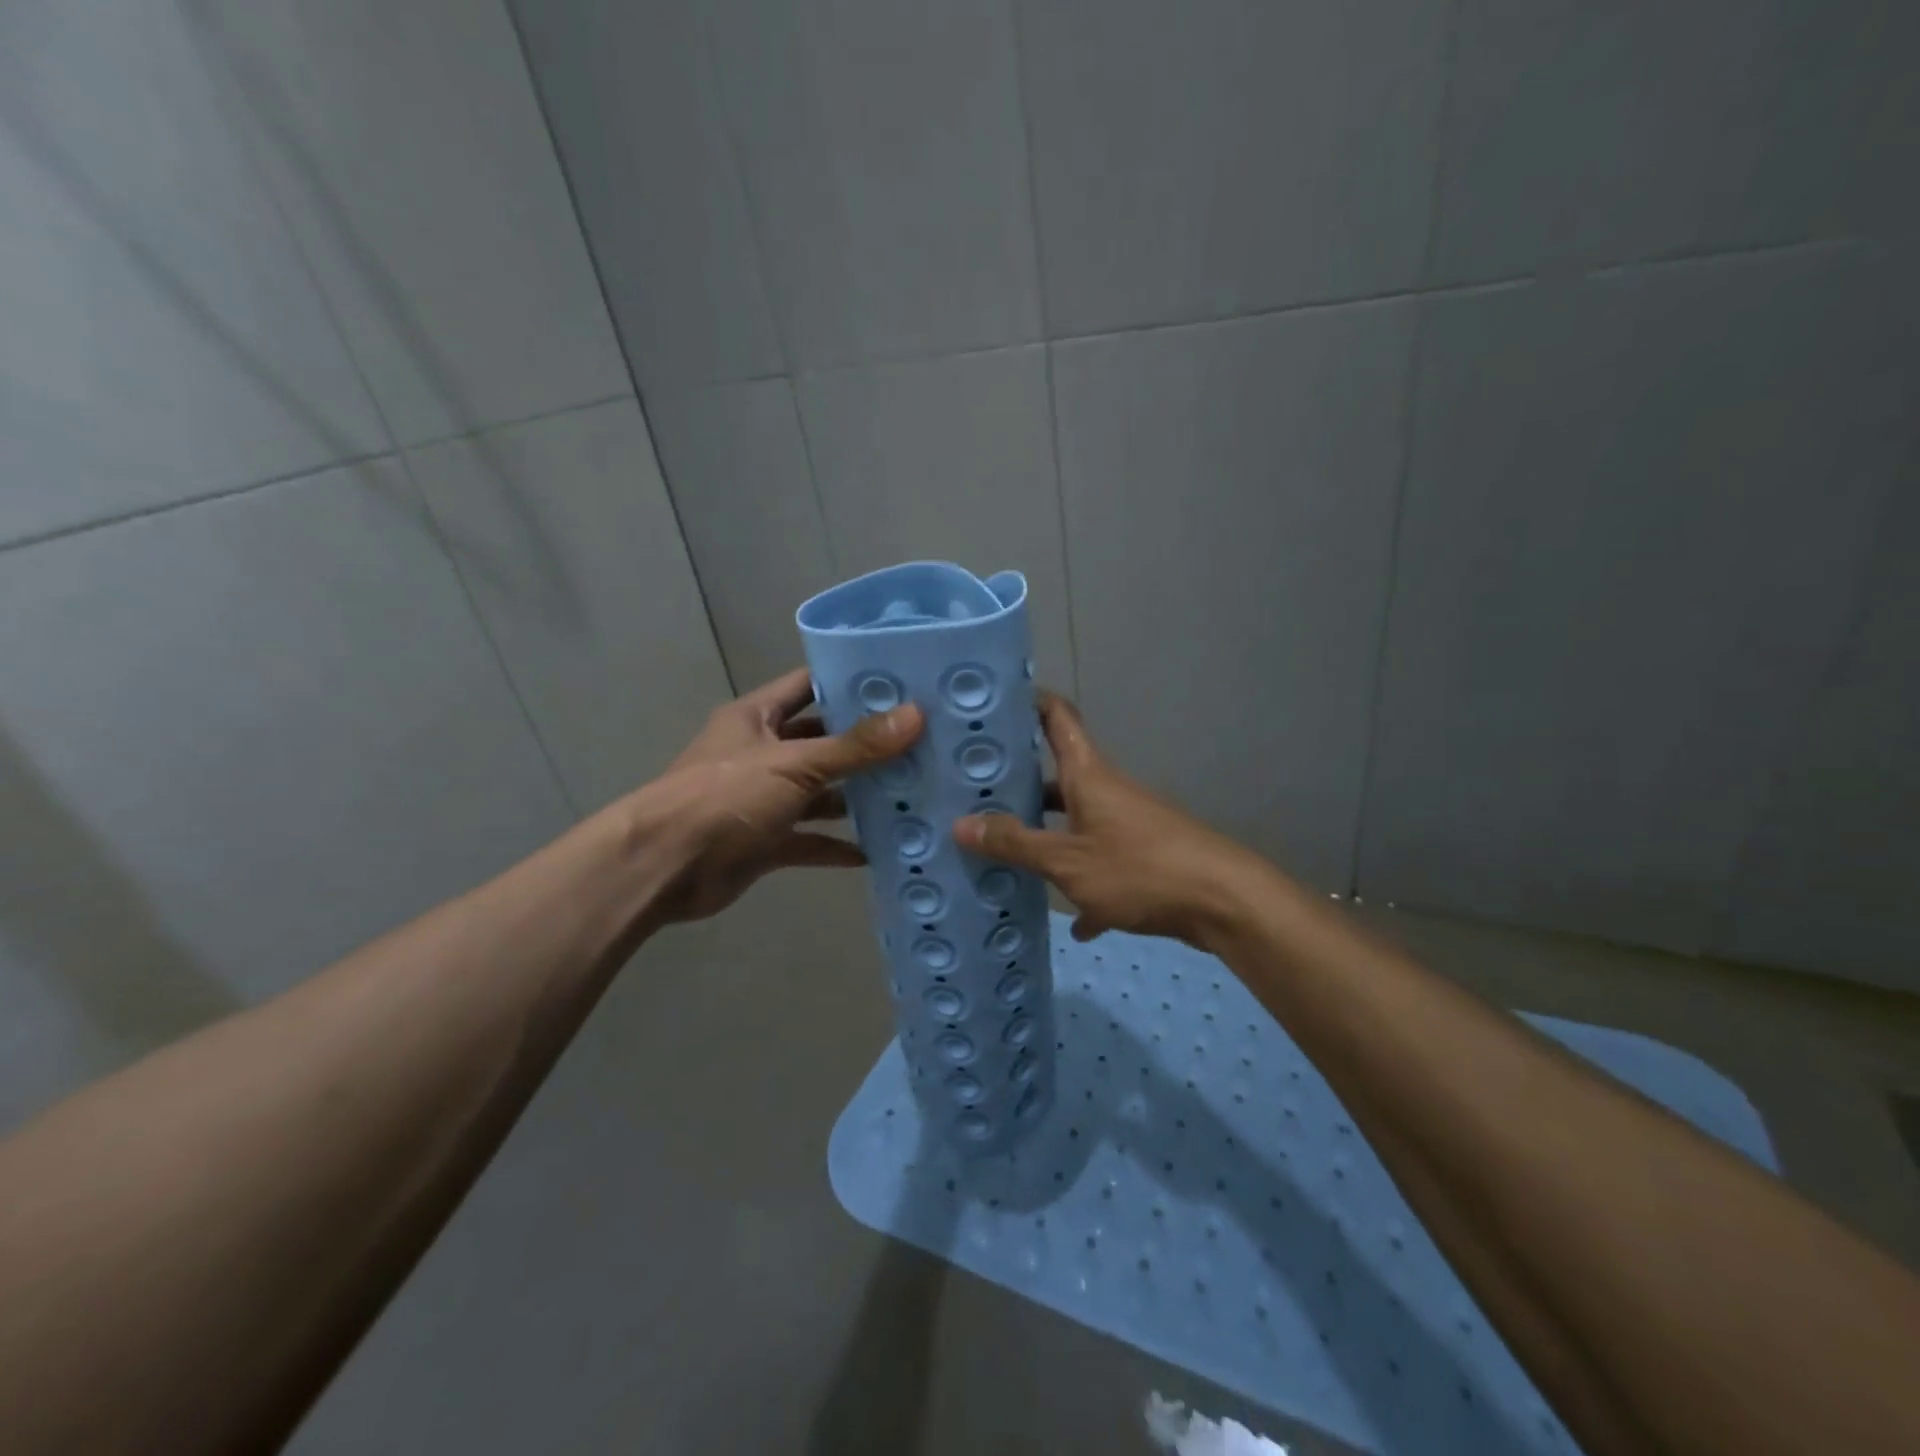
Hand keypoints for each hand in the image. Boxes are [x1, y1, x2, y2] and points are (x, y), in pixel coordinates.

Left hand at [632, 668, 922, 924]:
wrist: (662, 867)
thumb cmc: (725, 797)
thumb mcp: (793, 764)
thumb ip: (854, 746)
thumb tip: (915, 715)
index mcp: (757, 717)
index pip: (809, 685)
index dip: (850, 682)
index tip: (900, 684)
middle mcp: (761, 752)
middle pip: (821, 741)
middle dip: (864, 745)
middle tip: (920, 743)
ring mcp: (763, 799)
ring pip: (819, 793)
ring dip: (855, 797)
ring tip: (909, 794)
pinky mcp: (765, 841)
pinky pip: (810, 838)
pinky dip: (837, 845)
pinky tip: (877, 850)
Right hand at [953, 691, 1269, 947]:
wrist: (1223, 902)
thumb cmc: (1139, 867)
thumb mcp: (1067, 861)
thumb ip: (1016, 844)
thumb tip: (960, 825)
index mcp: (1087, 774)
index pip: (1056, 716)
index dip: (1028, 702)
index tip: (994, 704)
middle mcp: (1106, 790)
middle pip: (1058, 777)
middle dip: (1020, 788)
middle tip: (975, 799)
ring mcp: (1127, 823)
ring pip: (1076, 824)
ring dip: (1048, 841)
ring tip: (1007, 858)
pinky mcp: (1144, 858)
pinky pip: (1102, 866)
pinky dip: (1086, 888)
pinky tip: (1075, 924)